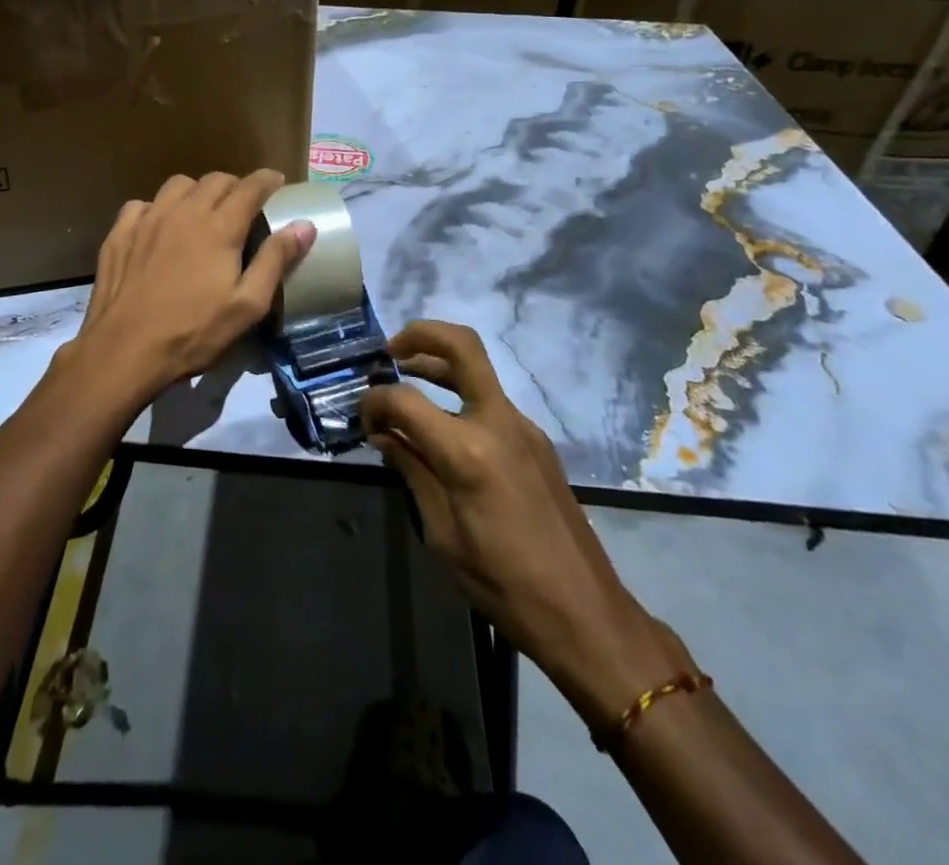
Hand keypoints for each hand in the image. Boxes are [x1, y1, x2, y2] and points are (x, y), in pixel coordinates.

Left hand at [63, 170, 316, 413]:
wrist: (125, 350)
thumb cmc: (193, 332)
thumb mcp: (247, 306)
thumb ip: (275, 260)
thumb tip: (304, 225)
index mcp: (219, 227)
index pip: (250, 187)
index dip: (267, 179)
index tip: (277, 181)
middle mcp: (184, 212)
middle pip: (215, 180)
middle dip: (235, 185)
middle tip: (244, 202)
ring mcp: (148, 219)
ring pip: (178, 185)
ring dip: (197, 191)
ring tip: (202, 210)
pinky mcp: (120, 232)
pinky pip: (143, 204)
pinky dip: (158, 208)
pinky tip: (159, 227)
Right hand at [362, 321, 689, 730]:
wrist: (585, 613)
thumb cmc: (503, 583)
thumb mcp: (442, 533)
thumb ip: (413, 471)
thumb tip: (385, 435)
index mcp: (468, 450)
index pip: (406, 400)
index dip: (375, 401)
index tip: (363, 417)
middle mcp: (499, 422)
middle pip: (462, 345)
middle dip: (421, 335)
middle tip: (391, 351)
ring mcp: (524, 428)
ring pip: (478, 370)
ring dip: (439, 364)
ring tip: (406, 376)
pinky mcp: (537, 442)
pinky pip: (491, 402)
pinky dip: (459, 398)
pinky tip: (441, 429)